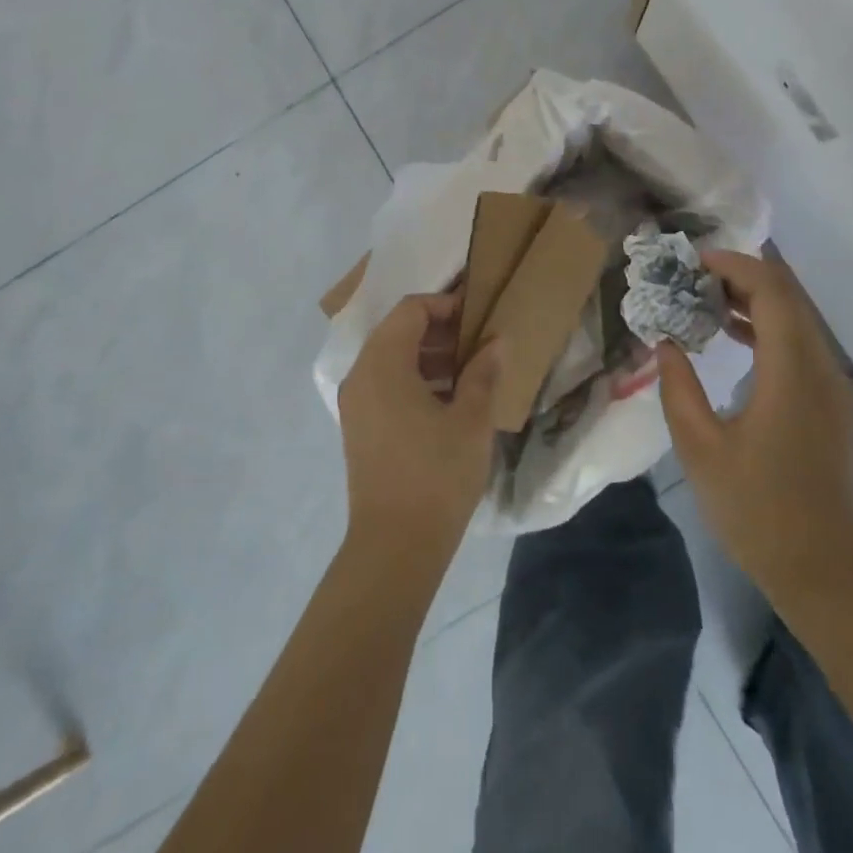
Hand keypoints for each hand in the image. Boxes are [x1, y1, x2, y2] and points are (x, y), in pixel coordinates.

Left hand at [338, 293, 500, 569]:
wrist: (394, 547)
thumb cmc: (436, 475)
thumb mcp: (471, 420)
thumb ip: (484, 372)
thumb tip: (496, 341)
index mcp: (383, 363)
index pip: (411, 310)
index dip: (446, 304)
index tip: (478, 316)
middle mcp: (361, 374)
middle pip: (398, 330)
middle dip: (439, 330)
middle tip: (478, 343)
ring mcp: (355, 402)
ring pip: (391, 358)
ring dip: (428, 355)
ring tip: (469, 372)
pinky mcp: (359, 426)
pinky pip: (385, 384)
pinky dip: (414, 379)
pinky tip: (448, 401)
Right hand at [656, 250, 852, 606]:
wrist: (827, 572)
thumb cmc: (759, 511)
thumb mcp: (701, 450)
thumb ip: (678, 389)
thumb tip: (665, 344)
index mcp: (791, 372)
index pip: (771, 292)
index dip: (734, 265)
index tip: (693, 261)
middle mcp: (819, 368)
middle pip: (787, 297)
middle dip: (740, 276)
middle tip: (692, 276)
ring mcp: (830, 386)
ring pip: (795, 319)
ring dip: (753, 300)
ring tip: (703, 298)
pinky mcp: (829, 404)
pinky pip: (799, 344)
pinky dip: (765, 327)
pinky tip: (730, 336)